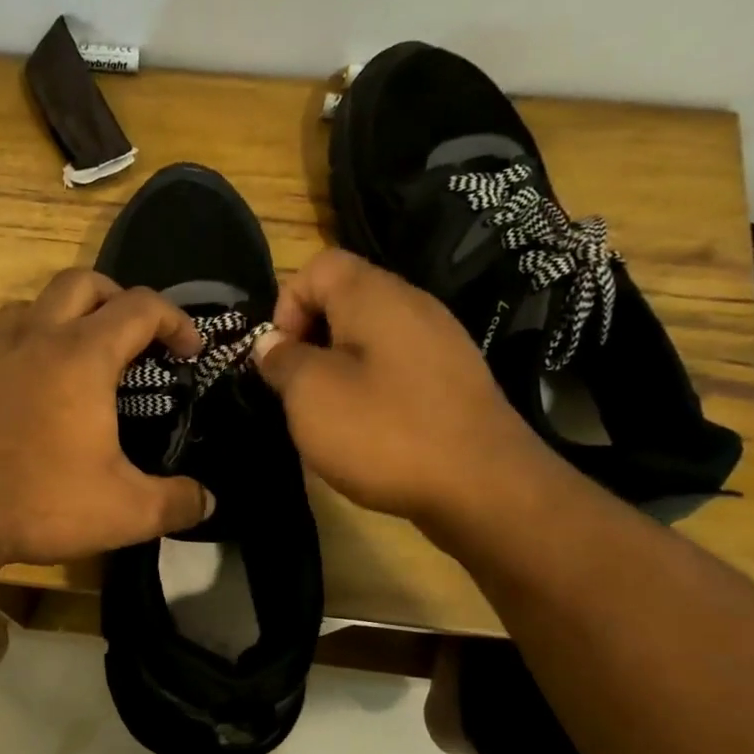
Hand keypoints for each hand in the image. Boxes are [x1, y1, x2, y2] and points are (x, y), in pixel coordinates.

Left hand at [0, 269, 214, 566]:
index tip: (188, 349)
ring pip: (29, 308)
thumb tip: (208, 501)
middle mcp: (33, 340)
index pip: (141, 308)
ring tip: (72, 359)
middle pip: (81, 284)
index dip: (175, 320)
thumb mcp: (123, 512)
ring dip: (60, 319)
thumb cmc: (37, 502)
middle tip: (131, 337)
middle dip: (116, 298)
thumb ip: (175, 503)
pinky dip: (16, 355)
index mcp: (82, 357)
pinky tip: (18, 398)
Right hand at [253, 249, 552, 526]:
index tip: (279, 358)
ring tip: (328, 416)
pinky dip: (371, 390)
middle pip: (344, 300)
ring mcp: (440, 343)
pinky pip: (396, 368)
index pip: (318, 266)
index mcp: (374, 296)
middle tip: (297, 391)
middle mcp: (413, 306)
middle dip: (309, 341)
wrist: (483, 486)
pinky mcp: (453, 380)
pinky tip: (368, 431)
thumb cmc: (384, 431)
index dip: (286, 305)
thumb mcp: (311, 395)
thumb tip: (271, 343)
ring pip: (369, 339)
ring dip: (337, 370)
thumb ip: (282, 360)